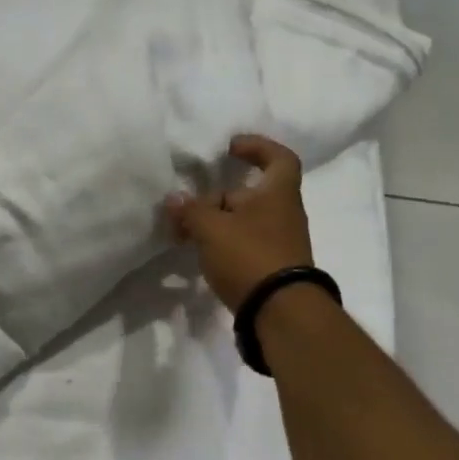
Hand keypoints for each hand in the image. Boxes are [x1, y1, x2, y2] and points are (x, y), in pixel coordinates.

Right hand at [162, 134, 313, 311]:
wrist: (280, 312)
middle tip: (187, 210)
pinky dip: (223, 244)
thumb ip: (191, 211)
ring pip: (244, 222)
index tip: (231, 148)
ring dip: (216, 224)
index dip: (257, 147)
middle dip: (217, 197)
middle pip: (250, 194)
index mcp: (278, 193)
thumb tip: (174, 199)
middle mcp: (284, 213)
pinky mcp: (272, 267)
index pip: (279, 158)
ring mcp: (280, 242)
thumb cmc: (250, 256)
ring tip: (186, 235)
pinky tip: (202, 255)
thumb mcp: (212, 229)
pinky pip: (245, 244)